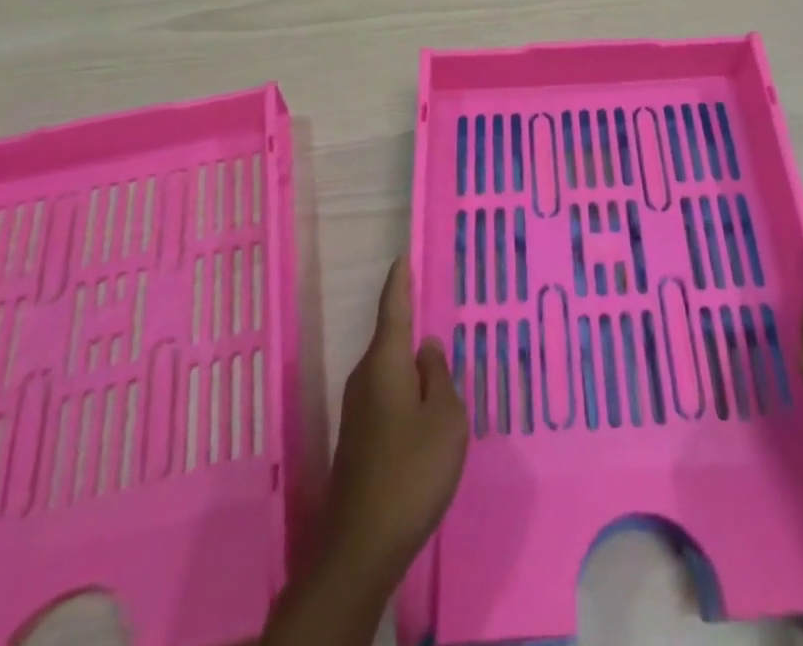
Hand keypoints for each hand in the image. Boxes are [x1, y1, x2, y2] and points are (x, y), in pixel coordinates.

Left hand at [321, 256, 468, 583]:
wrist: (362, 546)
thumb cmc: (412, 471)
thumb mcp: (445, 418)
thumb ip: (439, 375)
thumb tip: (426, 348)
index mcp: (385, 363)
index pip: (393, 308)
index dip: (400, 282)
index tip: (403, 256)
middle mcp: (365, 378)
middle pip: (391, 339)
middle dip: (411, 324)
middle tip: (436, 306)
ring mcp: (358, 411)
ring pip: (390, 370)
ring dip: (411, 364)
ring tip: (439, 359)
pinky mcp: (359, 439)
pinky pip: (387, 396)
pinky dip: (407, 390)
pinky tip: (425, 407)